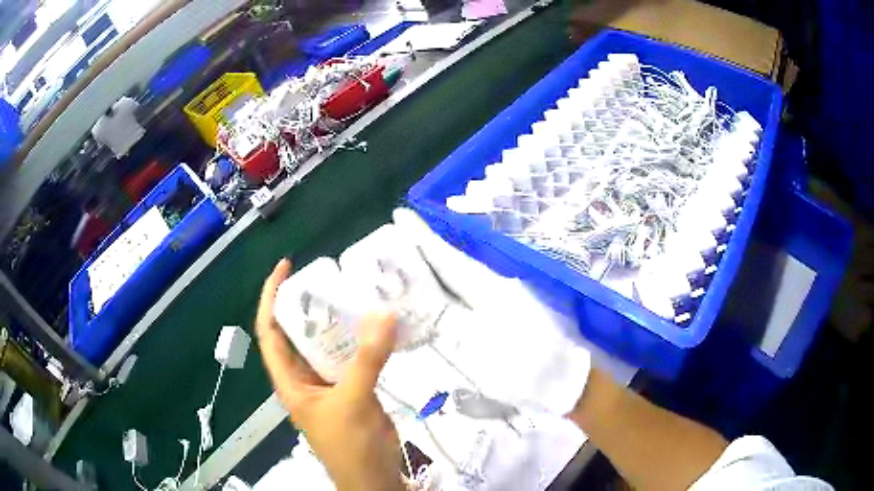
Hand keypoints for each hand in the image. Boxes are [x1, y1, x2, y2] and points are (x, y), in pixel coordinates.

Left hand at [256, 259, 404, 490]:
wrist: (374, 479)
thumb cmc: (350, 447)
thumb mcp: (353, 402)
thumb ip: (367, 359)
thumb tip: (384, 314)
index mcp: (291, 381)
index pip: (269, 331)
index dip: (271, 298)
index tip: (285, 268)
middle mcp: (304, 379)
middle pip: (298, 333)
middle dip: (308, 304)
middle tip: (329, 278)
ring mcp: (329, 385)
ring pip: (327, 345)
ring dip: (337, 322)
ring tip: (354, 294)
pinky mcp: (352, 391)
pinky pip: (352, 358)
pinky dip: (361, 341)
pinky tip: (377, 327)